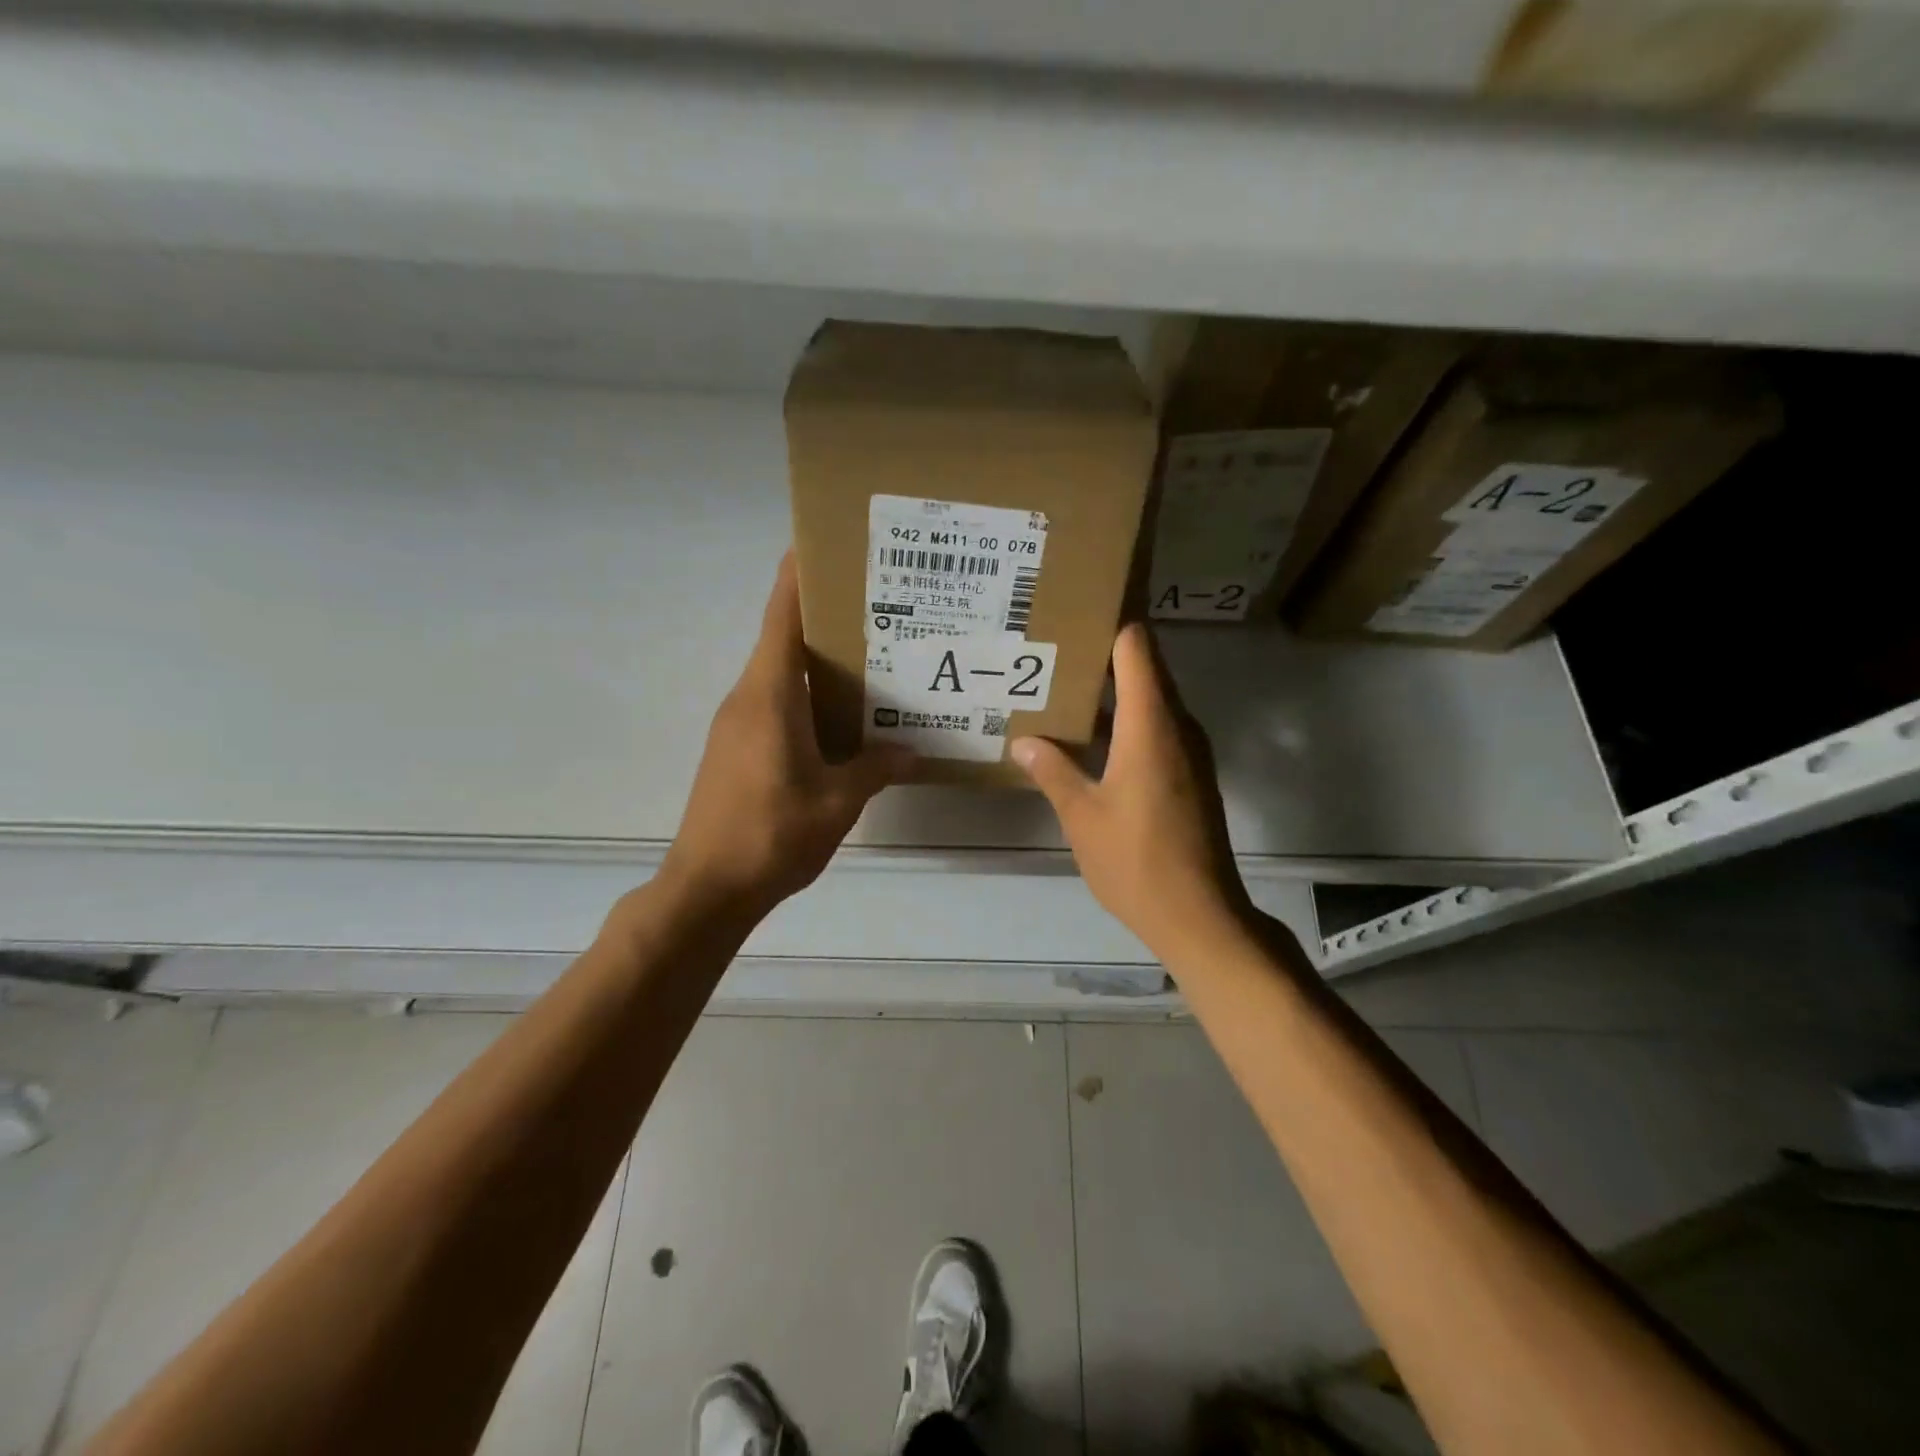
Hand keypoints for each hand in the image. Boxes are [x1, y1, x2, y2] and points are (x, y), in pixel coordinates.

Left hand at [659, 554, 910, 916]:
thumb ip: (876, 768)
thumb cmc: (772, 834)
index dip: (798, 575)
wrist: (707, 888)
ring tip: (873, 658)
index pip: (781, 616)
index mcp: (770, 694)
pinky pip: (776, 705)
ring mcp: (737, 724)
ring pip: (781, 674)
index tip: (823, 543)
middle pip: (784, 639)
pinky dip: (809, 697)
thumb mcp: (838, 801)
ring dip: (819, 662)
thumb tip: (912, 753)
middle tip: (880, 607)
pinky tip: (844, 718)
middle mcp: (748, 697)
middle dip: (825, 617)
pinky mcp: (735, 749)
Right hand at [1011, 624, 1251, 960]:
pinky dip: (1125, 722)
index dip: (1111, 620)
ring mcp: (1189, 751)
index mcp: (1151, 723)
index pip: (1136, 646)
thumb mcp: (1081, 815)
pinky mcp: (1190, 775)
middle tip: (1052, 647)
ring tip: (1061, 687)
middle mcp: (1177, 725)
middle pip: (1145, 667)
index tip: (1076, 608)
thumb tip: (1023, 740)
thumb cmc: (1136, 860)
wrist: (1200, 915)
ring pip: (1150, 700)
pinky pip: (1156, 729)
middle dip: (1102, 653)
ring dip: (1112, 691)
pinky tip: (1087, 739)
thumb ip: (1052, 770)